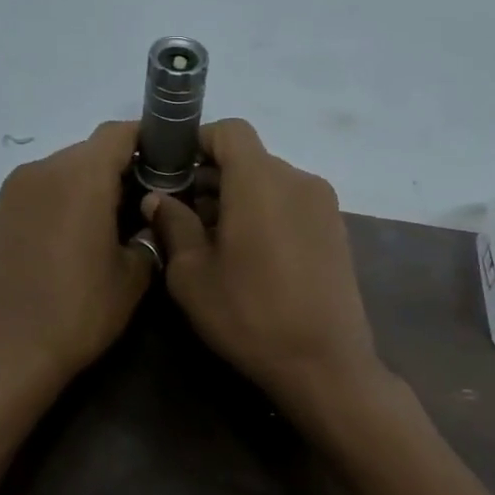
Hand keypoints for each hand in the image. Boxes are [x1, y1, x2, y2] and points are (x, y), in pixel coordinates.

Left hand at [0, 120, 154, 402]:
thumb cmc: (78, 313)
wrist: (4, 355)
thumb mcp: (131, 280)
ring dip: (84, 191)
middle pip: (87, 154)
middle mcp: (40, 173)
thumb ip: (146, 240)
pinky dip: (57, 208)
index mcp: (79, 177)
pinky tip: (67, 248)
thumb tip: (143, 227)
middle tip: (140, 208)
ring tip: (103, 231)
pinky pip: (35, 199)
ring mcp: (10, 196)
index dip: (147, 141)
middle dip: (117, 172)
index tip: (167, 163)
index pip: (118, 134)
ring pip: (59, 176)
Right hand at [143, 119, 382, 408]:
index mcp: (260, 180)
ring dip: (238, 199)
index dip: (196, 142)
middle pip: (249, 159)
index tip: (171, 171)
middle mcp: (298, 179)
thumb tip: (159, 198)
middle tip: (181, 215)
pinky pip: (291, 206)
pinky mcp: (335, 231)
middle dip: (212, 178)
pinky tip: (249, 257)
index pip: (229, 131)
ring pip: (270, 184)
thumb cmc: (249, 315)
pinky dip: (265, 215)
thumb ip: (174, 225)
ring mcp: (323, 205)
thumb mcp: (192, 275)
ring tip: (213, 242)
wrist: (324, 363)